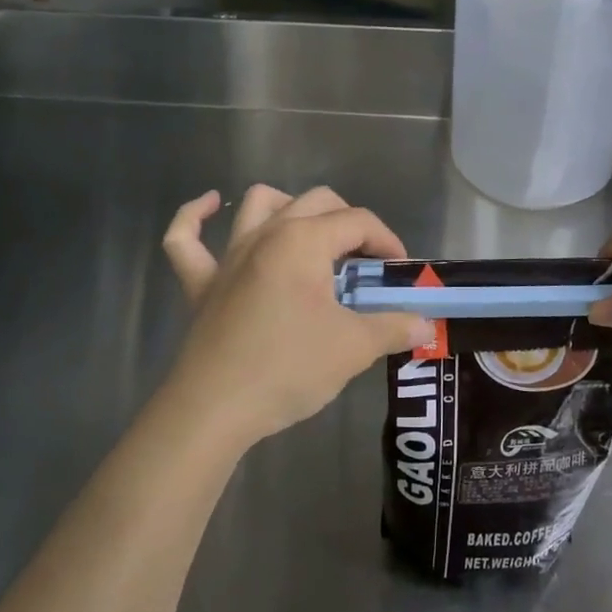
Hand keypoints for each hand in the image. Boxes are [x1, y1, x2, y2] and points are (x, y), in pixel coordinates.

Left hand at [159, 185, 431, 447]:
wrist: (215, 409)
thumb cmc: (289, 369)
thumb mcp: (353, 348)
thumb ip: (394, 328)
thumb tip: (426, 325)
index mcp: (304, 241)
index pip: (358, 221)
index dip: (387, 241)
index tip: (400, 272)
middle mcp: (265, 234)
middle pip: (316, 202)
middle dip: (349, 222)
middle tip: (365, 262)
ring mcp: (228, 256)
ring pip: (257, 205)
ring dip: (287, 207)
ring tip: (308, 232)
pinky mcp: (200, 283)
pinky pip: (185, 239)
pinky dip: (194, 217)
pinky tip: (208, 205)